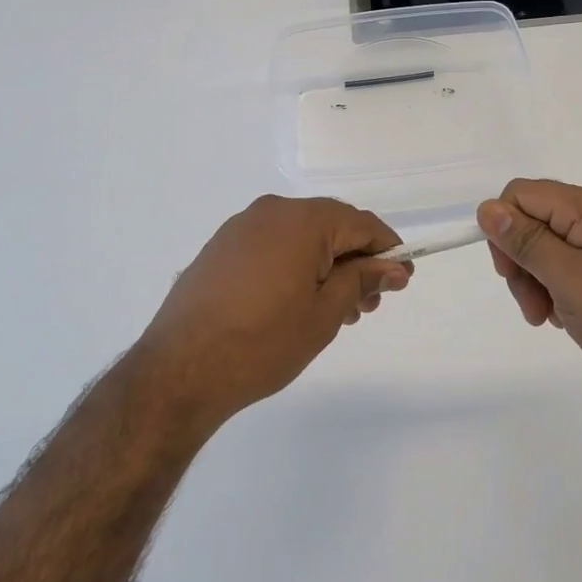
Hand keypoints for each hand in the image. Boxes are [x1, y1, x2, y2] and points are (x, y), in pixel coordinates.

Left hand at [136, 195, 411, 430]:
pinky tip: (297, 302)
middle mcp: (271, 211)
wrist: (179, 370)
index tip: (401, 281)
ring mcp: (241, 227)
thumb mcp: (325, 313)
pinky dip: (295, 266)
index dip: (388, 251)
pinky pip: (272, 245)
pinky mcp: (220, 247)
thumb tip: (394, 266)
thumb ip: (362, 280)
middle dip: (356, 262)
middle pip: (331, 226)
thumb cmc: (263, 343)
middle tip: (367, 306)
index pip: (361, 223)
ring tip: (335, 311)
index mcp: (302, 220)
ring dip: (326, 266)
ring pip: (301, 237)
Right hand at [478, 179, 581, 420]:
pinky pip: (563, 269)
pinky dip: (553, 292)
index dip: (504, 228)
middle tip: (530, 304)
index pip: (522, 194)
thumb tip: (487, 208)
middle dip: (520, 261)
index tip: (509, 272)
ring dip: (533, 282)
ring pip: (543, 248)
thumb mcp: (570, 280)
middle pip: (531, 221)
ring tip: (545, 317)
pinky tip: (562, 318)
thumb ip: (527, 242)